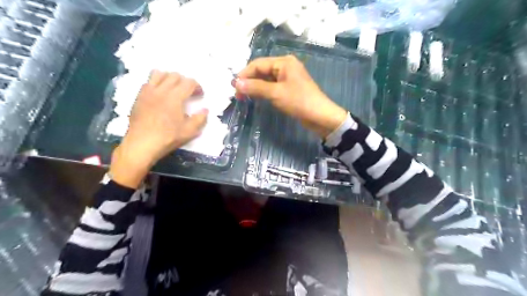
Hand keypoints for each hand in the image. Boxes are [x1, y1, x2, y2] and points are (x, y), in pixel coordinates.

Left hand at [110, 70, 206, 187]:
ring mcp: (148, 91)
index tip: (199, 96)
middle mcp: (161, 90)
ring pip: (160, 73)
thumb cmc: (167, 137)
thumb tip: (205, 110)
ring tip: (173, 89)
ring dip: (169, 78)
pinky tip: (160, 95)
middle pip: (175, 75)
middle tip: (188, 93)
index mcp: (175, 97)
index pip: (189, 82)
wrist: (142, 143)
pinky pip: (148, 81)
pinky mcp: (139, 96)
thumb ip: (200, 119)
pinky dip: (157, 83)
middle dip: (185, 82)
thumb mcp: (189, 132)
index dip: (197, 87)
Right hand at [234, 54, 346, 136]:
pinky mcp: (289, 88)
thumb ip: (256, 87)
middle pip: (262, 70)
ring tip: (244, 96)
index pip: (258, 64)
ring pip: (266, 79)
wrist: (320, 116)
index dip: (244, 74)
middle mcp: (285, 66)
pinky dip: (263, 91)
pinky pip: (272, 86)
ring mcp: (288, 78)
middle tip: (238, 94)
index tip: (234, 87)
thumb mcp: (276, 93)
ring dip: (255, 87)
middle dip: (249, 81)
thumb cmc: (299, 101)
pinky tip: (256, 97)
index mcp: (284, 62)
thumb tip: (236, 83)